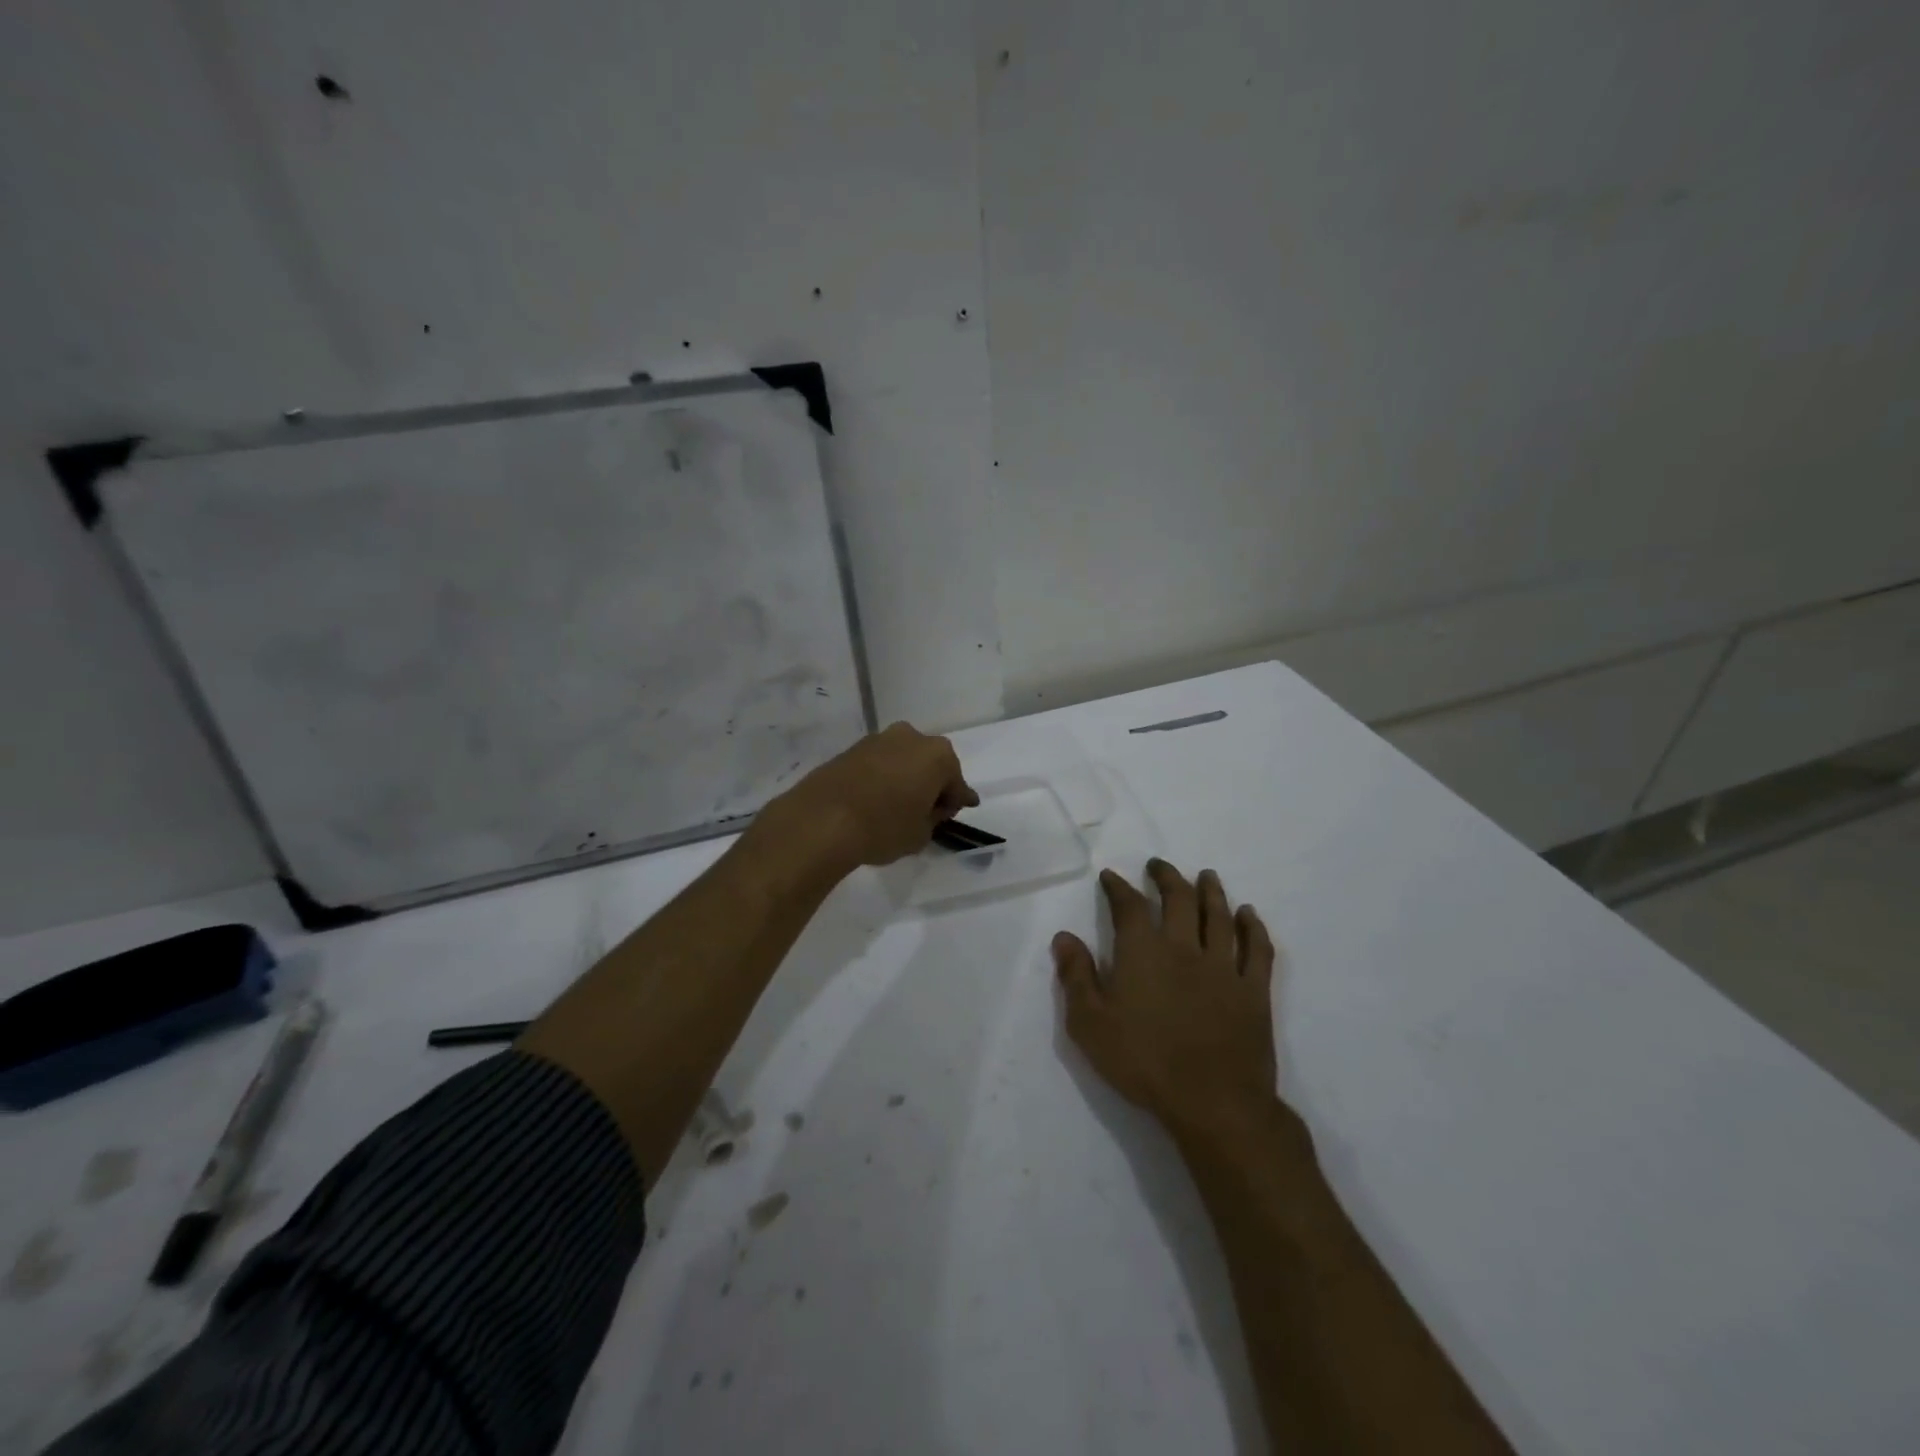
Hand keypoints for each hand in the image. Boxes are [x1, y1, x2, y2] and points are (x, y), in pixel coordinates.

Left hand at [768, 722, 978, 868]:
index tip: (955, 813)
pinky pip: (878, 765)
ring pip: (902, 760)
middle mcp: (911, 737)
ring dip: (904, 778)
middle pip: (930, 764)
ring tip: (896, 807)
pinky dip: (881, 779)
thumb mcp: (920, 834)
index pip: (956, 783)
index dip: (956, 802)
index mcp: (938, 755)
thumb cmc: (883, 827)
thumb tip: (931, 808)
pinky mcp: (851, 749)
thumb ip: (933, 818)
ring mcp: (878, 739)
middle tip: (925, 811)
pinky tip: (875, 800)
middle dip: (930, 784)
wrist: (822, 820)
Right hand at [1054, 859, 1281, 1145]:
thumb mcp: (1090, 1025)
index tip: (1111, 876)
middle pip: (1178, 898)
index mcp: (1143, 952)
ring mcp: (1223, 966)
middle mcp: (1183, 947)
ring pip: (1219, 915)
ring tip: (1206, 875)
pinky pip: (1257, 949)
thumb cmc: (1143, 1063)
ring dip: (1211, 891)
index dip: (1118, 887)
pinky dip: (1253, 927)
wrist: (1213, 1102)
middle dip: (1167, 877)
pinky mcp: (1254, 990)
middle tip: (1158, 866)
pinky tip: (1249, 914)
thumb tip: (1064, 936)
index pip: (1129, 906)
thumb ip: (1076, 977)